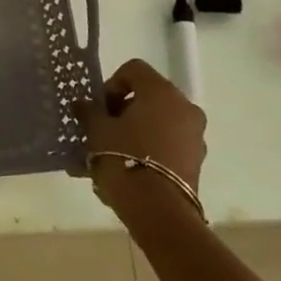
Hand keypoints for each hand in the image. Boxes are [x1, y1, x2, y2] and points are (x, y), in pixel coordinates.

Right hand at [76, 58, 206, 210]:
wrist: (157, 210)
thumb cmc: (123, 157)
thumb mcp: (97, 129)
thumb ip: (90, 111)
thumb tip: (84, 104)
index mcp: (162, 92)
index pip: (134, 70)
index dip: (112, 84)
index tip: (100, 107)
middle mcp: (185, 108)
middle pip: (149, 96)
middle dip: (124, 110)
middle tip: (104, 129)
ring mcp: (195, 137)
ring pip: (159, 122)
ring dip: (136, 130)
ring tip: (113, 153)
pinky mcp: (196, 162)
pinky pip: (168, 145)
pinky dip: (149, 149)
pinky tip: (128, 169)